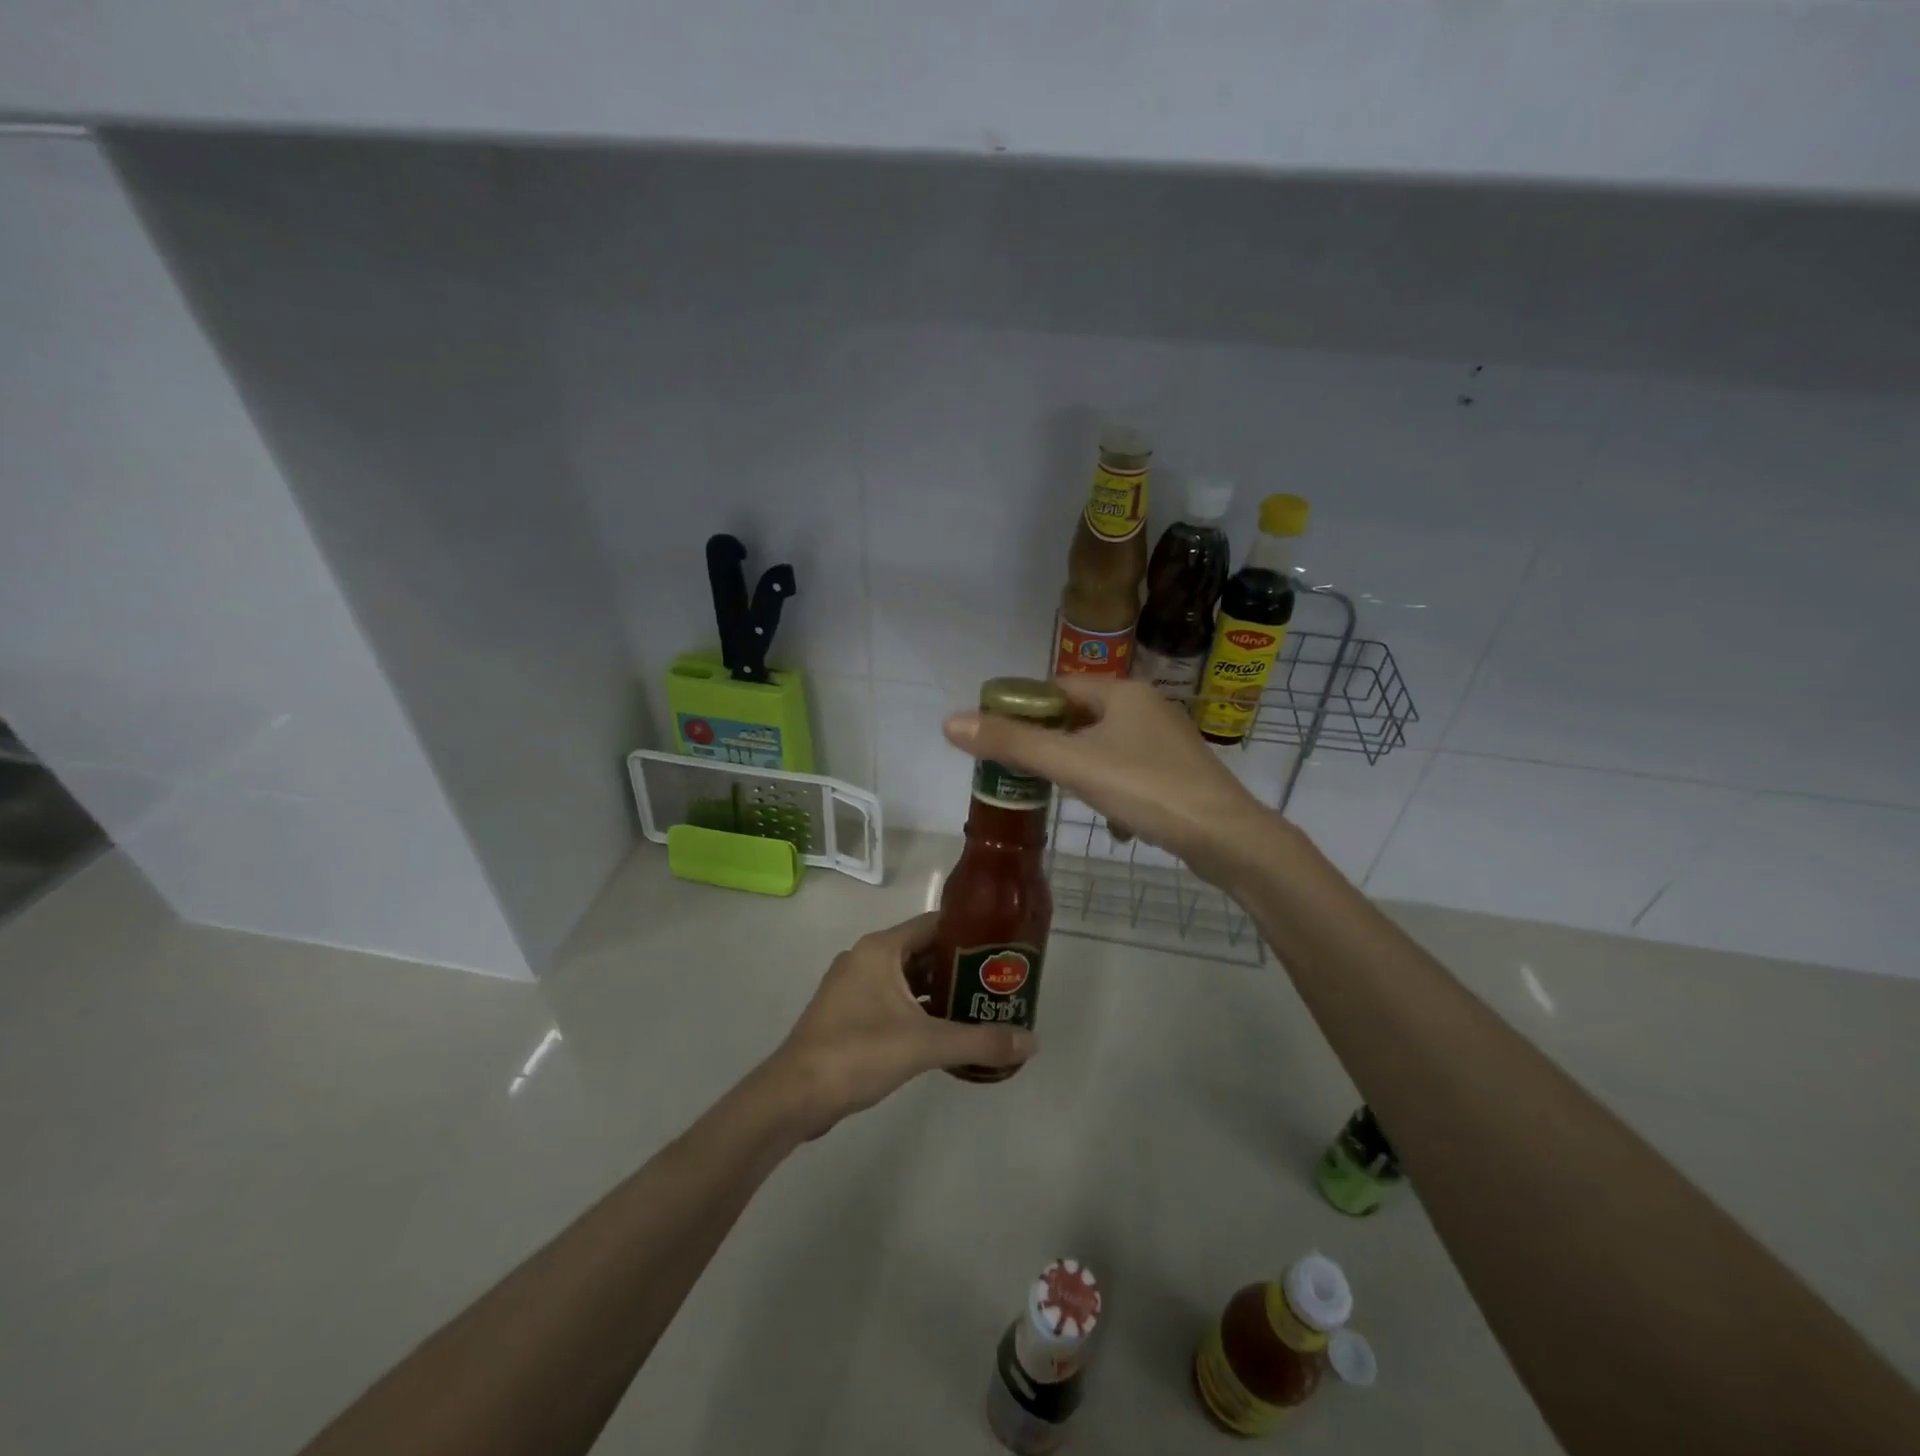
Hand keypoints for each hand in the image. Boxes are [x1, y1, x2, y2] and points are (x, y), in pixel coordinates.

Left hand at [767, 912, 1034, 1137]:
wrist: (794, 1096)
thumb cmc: (858, 1052)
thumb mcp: (925, 1044)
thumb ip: (980, 1041)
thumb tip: (1032, 1042)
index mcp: (881, 949)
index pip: (933, 924)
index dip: (969, 932)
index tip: (1001, 947)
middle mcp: (866, 958)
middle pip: (922, 951)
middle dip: (959, 966)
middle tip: (997, 982)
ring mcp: (853, 986)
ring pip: (907, 979)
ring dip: (940, 991)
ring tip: (980, 1006)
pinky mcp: (847, 1013)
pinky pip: (892, 1000)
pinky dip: (918, 1010)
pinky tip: (945, 1032)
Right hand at [944, 676, 1272, 884]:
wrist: (1227, 838)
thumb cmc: (1146, 789)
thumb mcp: (1073, 765)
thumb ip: (1012, 744)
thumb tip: (950, 722)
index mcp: (1122, 692)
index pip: (1057, 688)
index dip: (1023, 708)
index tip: (998, 739)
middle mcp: (1146, 707)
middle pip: (1079, 718)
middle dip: (1051, 747)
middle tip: (1024, 775)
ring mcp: (1166, 742)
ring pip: (1103, 749)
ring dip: (1080, 772)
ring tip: (1064, 799)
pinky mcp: (1178, 774)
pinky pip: (1128, 773)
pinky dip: (1111, 792)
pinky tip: (1114, 824)